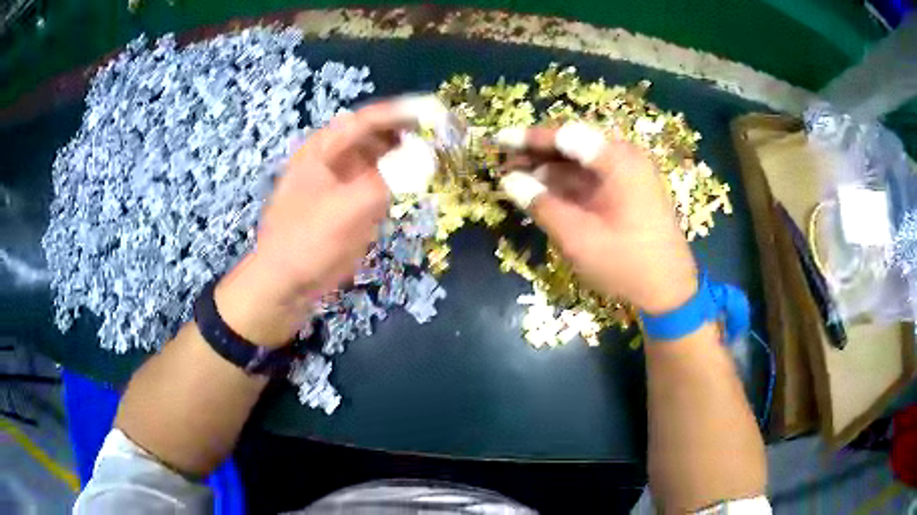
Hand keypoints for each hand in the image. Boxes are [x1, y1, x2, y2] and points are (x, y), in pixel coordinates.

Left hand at [214, 101, 415, 346]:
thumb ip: (389, 179)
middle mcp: (333, 158)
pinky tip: (417, 182)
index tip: (439, 114)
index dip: (405, 113)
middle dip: (409, 133)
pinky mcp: (348, 203)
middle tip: (444, 137)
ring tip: (437, 157)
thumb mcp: (348, 208)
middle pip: (376, 134)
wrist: (284, 284)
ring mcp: (340, 181)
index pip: (369, 119)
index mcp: (323, 148)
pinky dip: (398, 179)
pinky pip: (378, 182)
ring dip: (406, 155)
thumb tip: (428, 155)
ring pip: (379, 158)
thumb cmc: (307, 241)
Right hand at [496, 123, 697, 313]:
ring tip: (516, 177)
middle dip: (538, 153)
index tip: (499, 141)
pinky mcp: (627, 191)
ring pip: (580, 162)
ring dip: (549, 168)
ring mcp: (628, 175)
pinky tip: (543, 191)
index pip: (566, 136)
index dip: (530, 138)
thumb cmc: (626, 262)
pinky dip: (566, 184)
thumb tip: (509, 181)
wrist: (669, 289)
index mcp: (618, 161)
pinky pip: (590, 178)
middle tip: (504, 162)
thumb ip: (542, 205)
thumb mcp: (578, 237)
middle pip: (573, 145)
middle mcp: (624, 159)